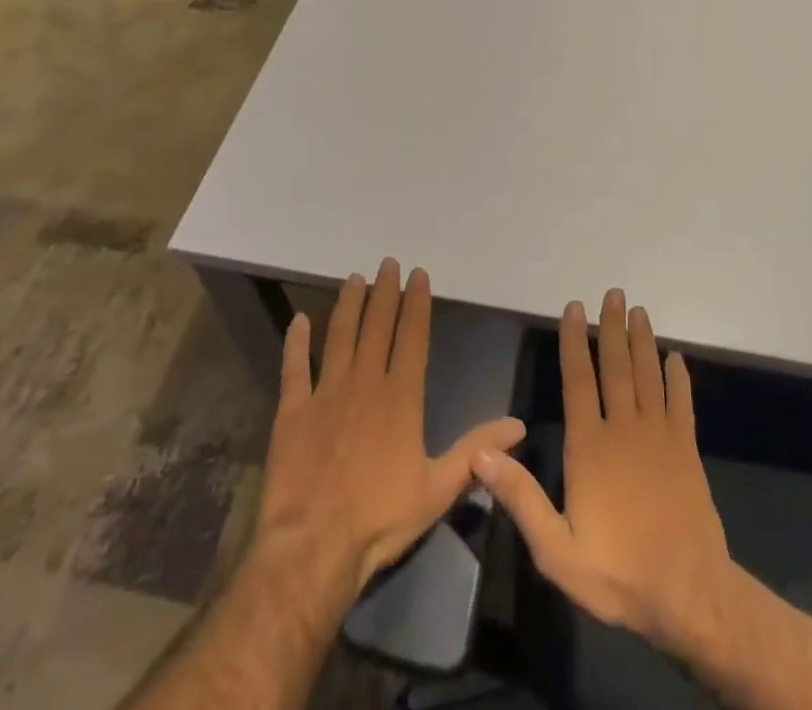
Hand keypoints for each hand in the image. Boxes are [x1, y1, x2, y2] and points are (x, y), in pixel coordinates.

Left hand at [255, 258, 525, 597]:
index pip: (412, 336)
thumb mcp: (438, 488)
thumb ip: (476, 451)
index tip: (418, 274)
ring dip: (348, 305)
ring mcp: (326, 393)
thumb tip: (518, 425)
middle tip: (387, 263)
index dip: (416, 303)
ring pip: (339, 336)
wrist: (313, 548)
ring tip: (353, 279)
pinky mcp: (292, 411)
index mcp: (401, 396)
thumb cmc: (380, 518)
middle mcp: (365, 383)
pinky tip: (298, 320)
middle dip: (384, 292)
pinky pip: (294, 367)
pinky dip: (296, 342)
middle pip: (377, 326)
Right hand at [474, 289, 733, 651]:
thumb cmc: (618, 573)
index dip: (575, 341)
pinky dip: (679, 378)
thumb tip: (481, 454)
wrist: (689, 595)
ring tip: (639, 310)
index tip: (575, 308)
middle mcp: (624, 428)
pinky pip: (682, 403)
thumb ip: (521, 498)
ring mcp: (659, 436)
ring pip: (648, 375)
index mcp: (589, 446)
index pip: (578, 380)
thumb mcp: (557, 550)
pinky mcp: (687, 449)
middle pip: (616, 366)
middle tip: (614, 293)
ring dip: (643, 340)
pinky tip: (676, 358)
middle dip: (612, 327)